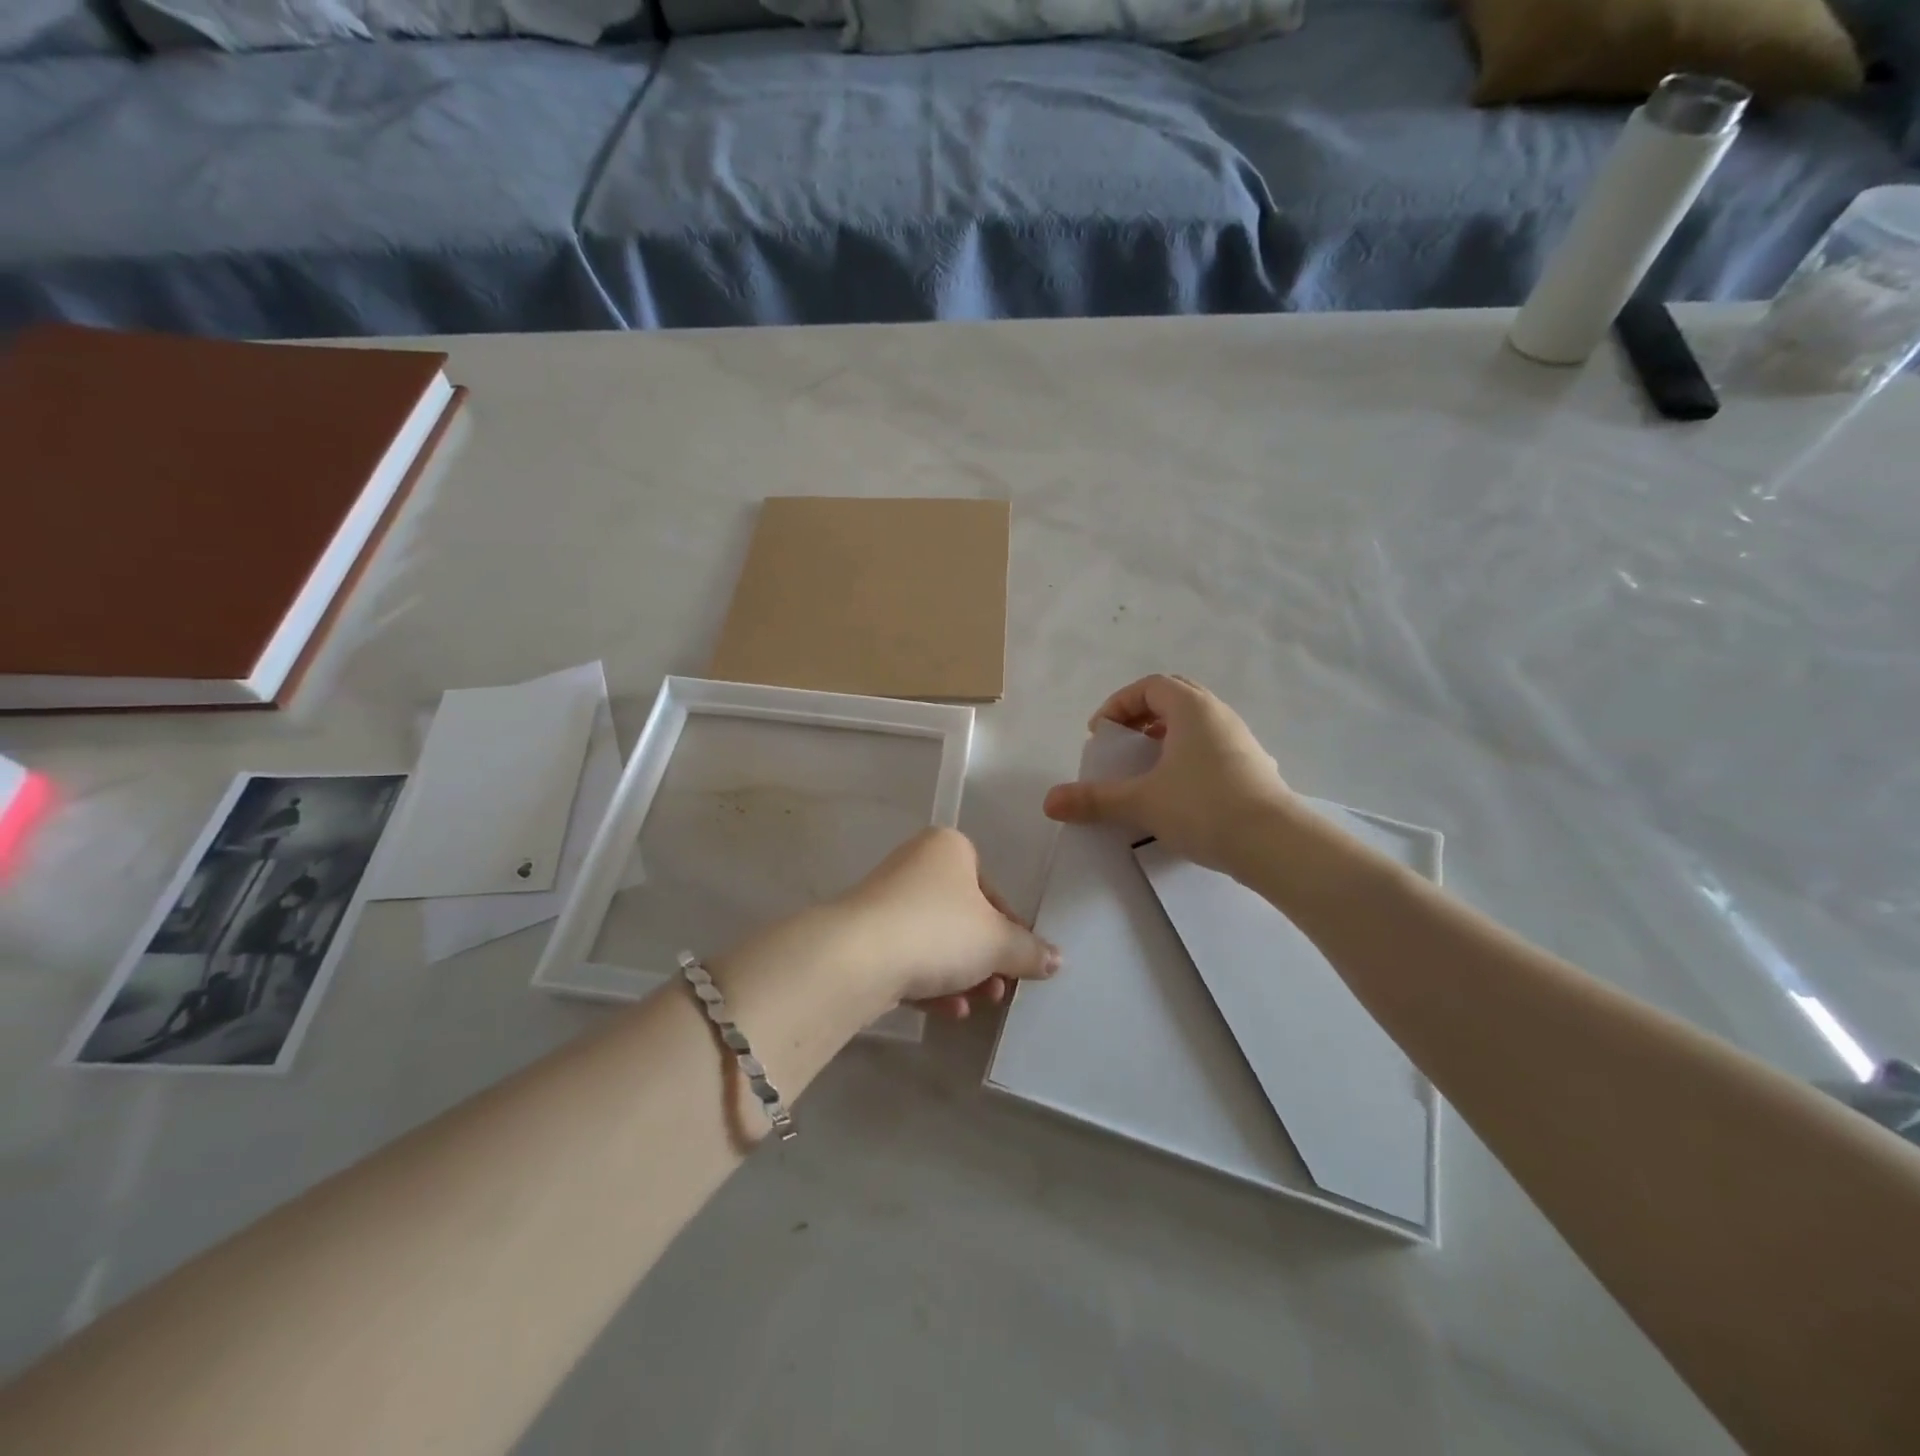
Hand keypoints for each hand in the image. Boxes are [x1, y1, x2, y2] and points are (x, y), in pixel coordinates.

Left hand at [834, 827, 1059, 1017]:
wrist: (859, 957)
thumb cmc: (940, 930)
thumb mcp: (998, 942)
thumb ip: (1029, 951)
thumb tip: (1056, 959)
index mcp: (949, 849)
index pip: (991, 889)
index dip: (1010, 929)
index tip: (1019, 961)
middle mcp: (915, 865)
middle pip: (963, 917)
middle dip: (985, 959)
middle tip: (1000, 990)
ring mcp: (885, 901)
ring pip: (935, 941)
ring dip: (961, 976)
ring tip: (976, 1005)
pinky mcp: (865, 936)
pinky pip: (908, 957)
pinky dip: (929, 983)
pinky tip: (946, 1010)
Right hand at [1042, 674, 1295, 875]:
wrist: (1275, 843)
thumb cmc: (1203, 807)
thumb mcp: (1141, 802)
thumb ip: (1095, 799)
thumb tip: (1049, 802)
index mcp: (1192, 708)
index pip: (1150, 685)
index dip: (1118, 703)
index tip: (1100, 733)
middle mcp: (1219, 714)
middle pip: (1174, 698)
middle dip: (1141, 716)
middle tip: (1122, 743)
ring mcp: (1241, 740)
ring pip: (1196, 723)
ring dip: (1166, 736)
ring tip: (1146, 767)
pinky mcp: (1254, 766)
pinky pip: (1212, 746)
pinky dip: (1188, 756)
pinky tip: (1179, 790)